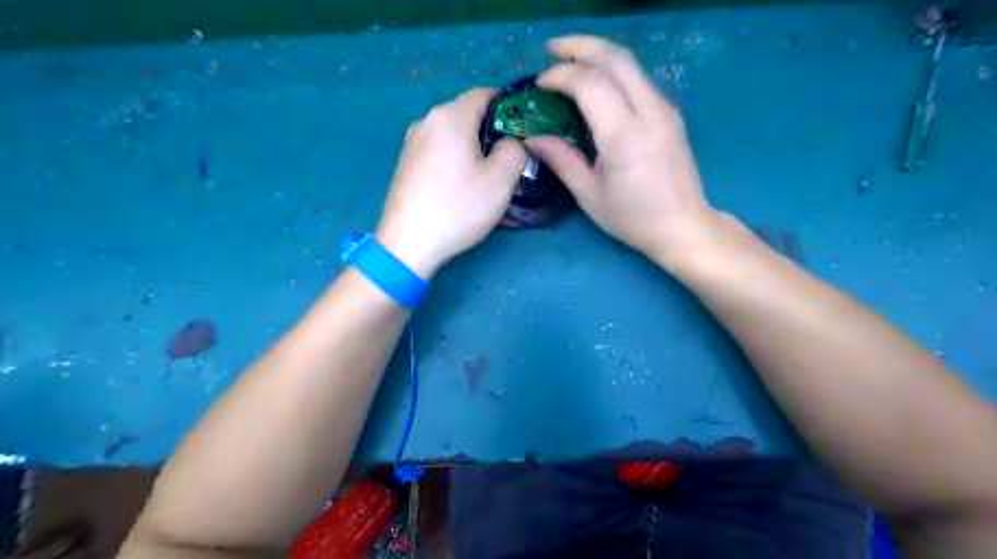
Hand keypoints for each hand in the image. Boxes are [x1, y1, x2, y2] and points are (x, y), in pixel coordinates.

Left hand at [376, 88, 529, 277]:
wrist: (408, 244)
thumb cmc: (457, 208)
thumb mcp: (500, 179)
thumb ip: (516, 149)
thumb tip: (511, 142)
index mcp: (450, 116)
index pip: (486, 94)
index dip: (510, 110)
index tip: (524, 135)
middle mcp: (427, 121)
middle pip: (469, 117)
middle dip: (493, 135)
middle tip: (511, 164)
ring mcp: (412, 144)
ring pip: (455, 139)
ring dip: (476, 154)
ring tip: (490, 182)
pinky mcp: (407, 166)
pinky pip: (440, 155)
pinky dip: (458, 166)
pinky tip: (465, 192)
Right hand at [525, 34, 720, 266]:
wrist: (683, 226)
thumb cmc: (632, 218)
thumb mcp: (589, 195)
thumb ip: (561, 160)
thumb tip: (532, 138)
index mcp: (624, 136)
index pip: (591, 84)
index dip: (561, 75)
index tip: (540, 83)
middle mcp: (649, 112)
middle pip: (615, 58)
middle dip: (580, 46)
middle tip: (552, 48)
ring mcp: (664, 109)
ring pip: (630, 63)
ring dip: (598, 53)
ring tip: (570, 57)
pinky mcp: (670, 113)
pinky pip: (638, 79)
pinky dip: (613, 70)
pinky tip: (596, 80)